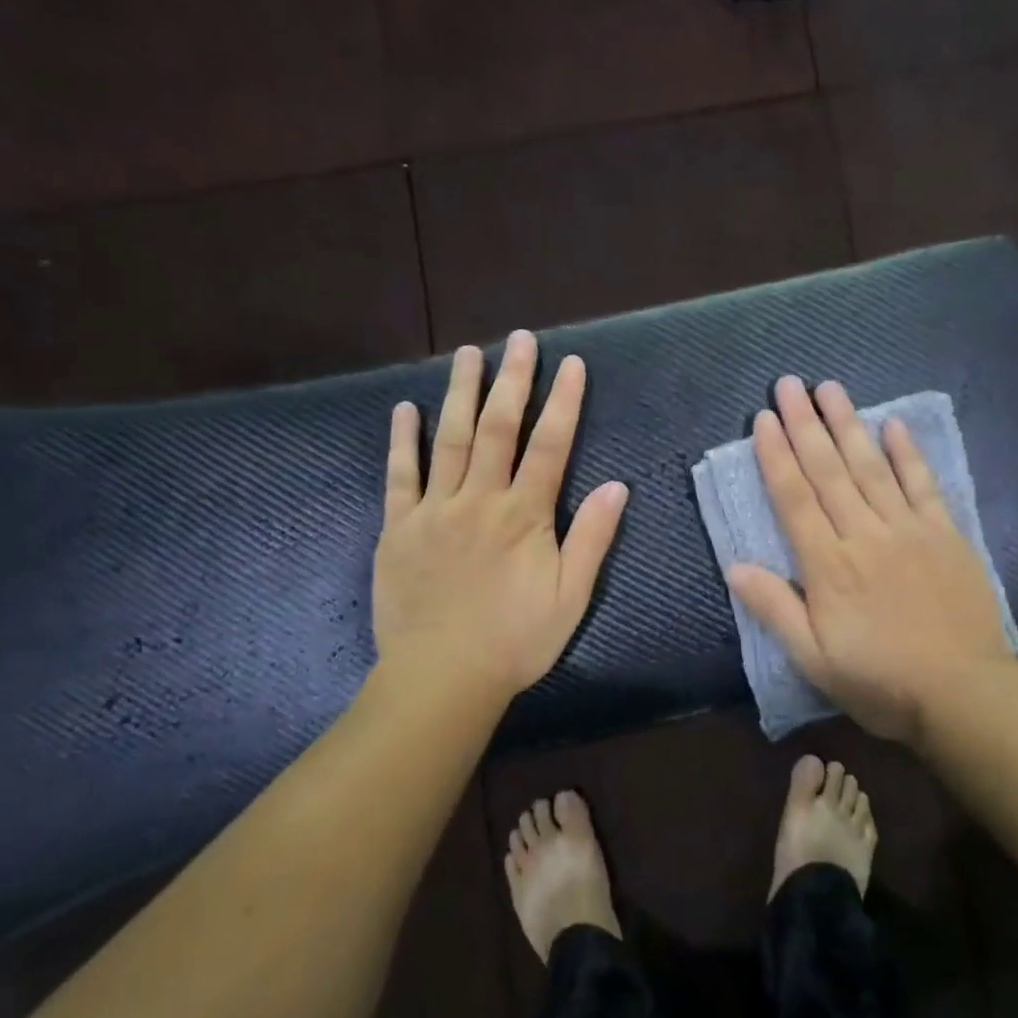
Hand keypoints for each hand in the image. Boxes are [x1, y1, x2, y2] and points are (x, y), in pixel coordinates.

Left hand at [372, 331, 627, 704]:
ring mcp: (434, 510)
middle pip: (498, 428)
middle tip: (520, 339)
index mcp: (524, 515)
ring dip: (460, 392)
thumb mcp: (571, 597)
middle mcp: (479, 500)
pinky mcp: (399, 528)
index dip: (564, 401)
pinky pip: (400, 476)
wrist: (442, 678)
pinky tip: (405, 409)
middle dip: (512, 380)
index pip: (550, 445)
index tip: (571, 363)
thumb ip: (592, 538)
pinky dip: (402, 440)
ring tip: (468, 353)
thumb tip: (618, 485)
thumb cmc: (515, 640)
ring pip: (449, 439)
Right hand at [726, 378, 1016, 746]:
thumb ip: (775, 608)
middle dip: (805, 424)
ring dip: (849, 424)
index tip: (763, 419)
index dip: (776, 455)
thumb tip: (734, 565)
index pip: (794, 498)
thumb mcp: (814, 659)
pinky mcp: (945, 534)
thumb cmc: (881, 681)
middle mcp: (864, 534)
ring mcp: (908, 529)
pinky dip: (908, 452)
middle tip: (789, 384)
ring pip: (871, 466)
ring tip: (830, 388)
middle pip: (828, 470)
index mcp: (829, 565)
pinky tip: (894, 424)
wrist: (965, 694)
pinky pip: (923, 484)